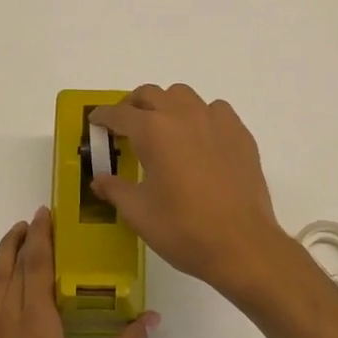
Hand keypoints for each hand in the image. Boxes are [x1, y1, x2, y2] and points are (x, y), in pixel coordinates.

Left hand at [0, 208, 155, 337]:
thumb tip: (152, 319)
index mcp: (39, 326)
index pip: (40, 268)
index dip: (43, 238)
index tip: (45, 213)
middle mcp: (7, 322)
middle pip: (15, 269)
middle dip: (26, 240)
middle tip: (35, 218)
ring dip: (2, 254)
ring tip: (12, 233)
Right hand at [90, 85, 296, 302]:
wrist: (241, 244)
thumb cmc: (182, 228)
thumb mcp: (138, 212)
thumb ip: (115, 189)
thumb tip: (99, 179)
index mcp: (153, 131)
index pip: (120, 114)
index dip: (103, 116)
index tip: (96, 121)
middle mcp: (183, 115)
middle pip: (151, 94)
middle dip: (133, 105)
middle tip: (125, 125)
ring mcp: (215, 121)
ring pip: (184, 96)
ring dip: (167, 105)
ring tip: (163, 128)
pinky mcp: (240, 133)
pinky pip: (215, 110)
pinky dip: (200, 116)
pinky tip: (199, 139)